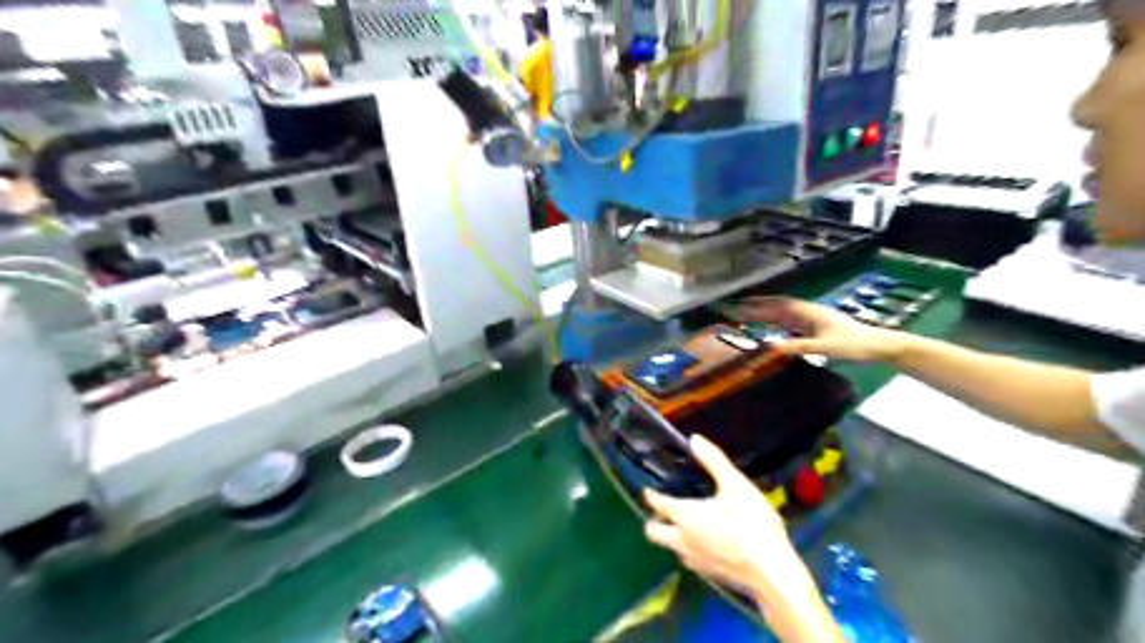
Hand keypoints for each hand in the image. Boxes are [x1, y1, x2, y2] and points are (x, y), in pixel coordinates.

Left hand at [644, 431, 823, 607]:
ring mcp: (695, 560)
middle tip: (664, 508)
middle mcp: (683, 540)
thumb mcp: (735, 485)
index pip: (658, 504)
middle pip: (654, 533)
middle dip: (654, 520)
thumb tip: (694, 439)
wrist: (773, 571)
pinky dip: (688, 548)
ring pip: (671, 547)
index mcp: (685, 516)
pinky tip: (705, 541)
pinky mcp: (709, 574)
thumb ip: (714, 461)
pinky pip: (689, 559)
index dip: (651, 495)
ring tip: (683, 522)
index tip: (649, 489)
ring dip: (671, 535)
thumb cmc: (752, 523)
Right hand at [722, 296, 903, 361]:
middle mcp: (806, 312)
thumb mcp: (824, 347)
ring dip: (763, 314)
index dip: (755, 305)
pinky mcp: (814, 327)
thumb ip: (798, 346)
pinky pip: (788, 322)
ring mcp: (810, 319)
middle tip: (734, 308)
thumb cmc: (852, 344)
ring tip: (745, 316)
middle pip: (775, 306)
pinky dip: (774, 322)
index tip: (737, 305)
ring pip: (780, 313)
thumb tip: (770, 347)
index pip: (775, 306)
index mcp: (806, 312)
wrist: (877, 345)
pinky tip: (768, 328)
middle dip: (755, 306)